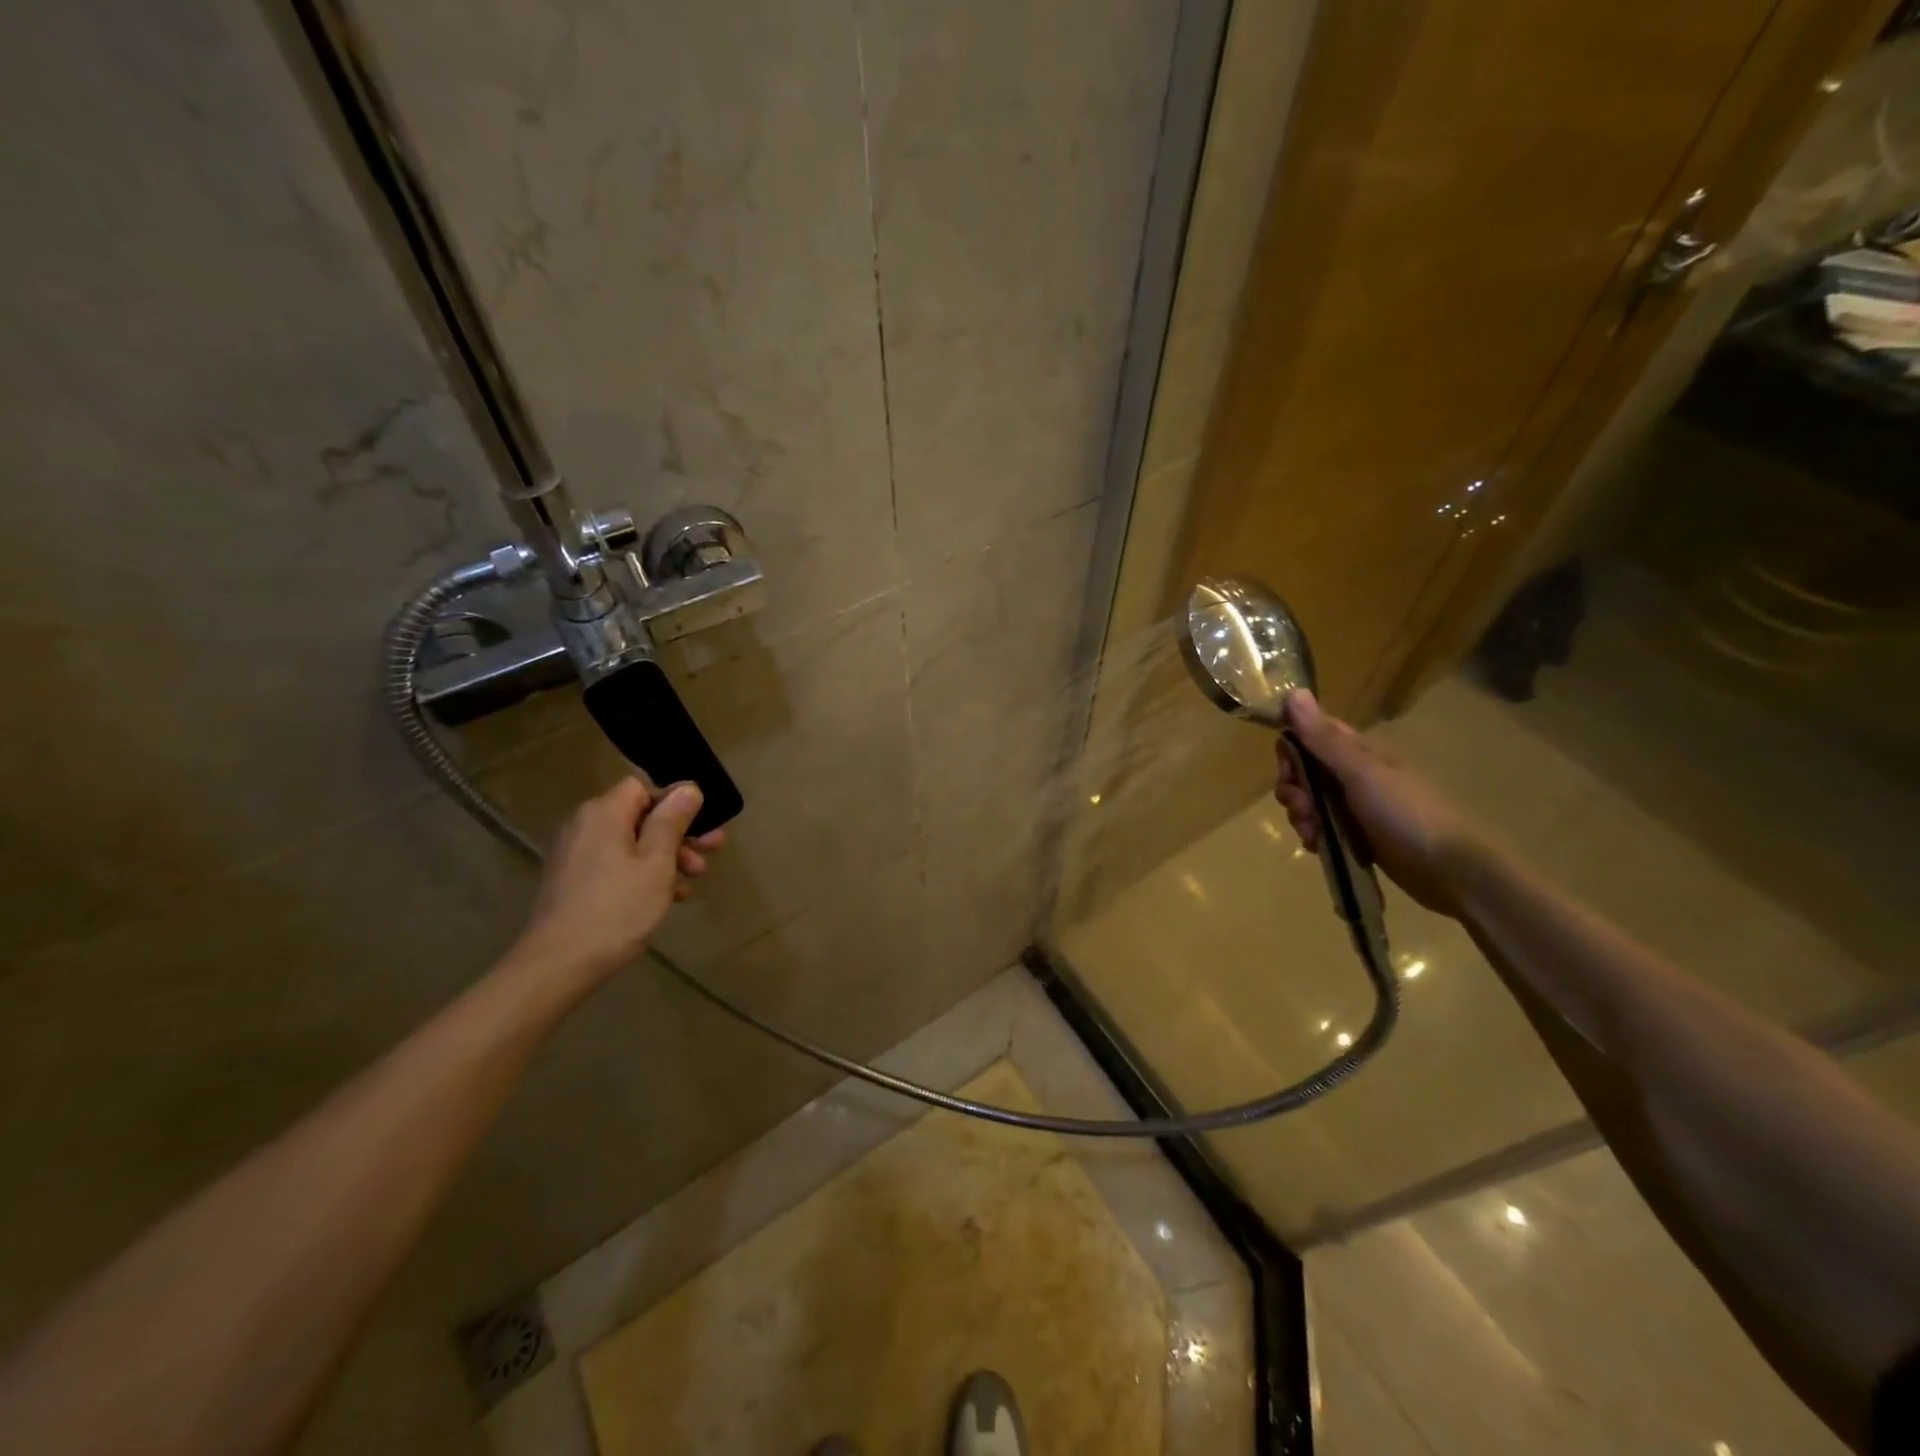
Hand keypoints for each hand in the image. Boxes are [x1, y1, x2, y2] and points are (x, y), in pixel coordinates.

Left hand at [509, 778, 725, 986]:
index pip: (642, 786)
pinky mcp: (574, 881)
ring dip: (666, 856)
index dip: (675, 800)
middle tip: (712, 850)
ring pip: (631, 842)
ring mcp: (577, 855)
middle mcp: (586, 825)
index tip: (702, 824)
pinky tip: (669, 897)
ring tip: (694, 879)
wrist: (558, 965)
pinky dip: (643, 873)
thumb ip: (672, 822)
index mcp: (604, 813)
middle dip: (679, 832)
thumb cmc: (617, 909)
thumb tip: (687, 788)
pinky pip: (617, 864)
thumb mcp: (656, 863)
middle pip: (640, 815)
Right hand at [1273, 690, 1482, 917]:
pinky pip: (1320, 827)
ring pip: (1308, 801)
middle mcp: (1353, 773)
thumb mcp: (1360, 772)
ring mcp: (1355, 805)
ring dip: (1301, 815)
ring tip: (1313, 833)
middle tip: (1303, 807)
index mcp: (1357, 751)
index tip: (1289, 770)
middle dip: (1293, 789)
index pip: (1309, 735)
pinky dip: (1313, 835)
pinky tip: (1319, 846)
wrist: (1449, 869)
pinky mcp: (1356, 834)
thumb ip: (1324, 738)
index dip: (1291, 749)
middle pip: (1303, 771)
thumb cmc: (1405, 813)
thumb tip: (1292, 692)